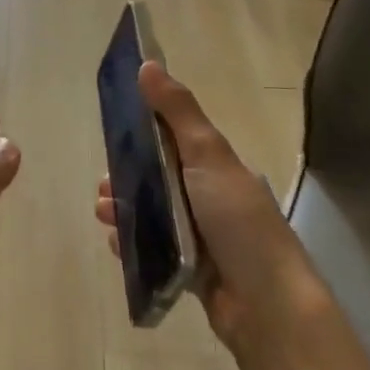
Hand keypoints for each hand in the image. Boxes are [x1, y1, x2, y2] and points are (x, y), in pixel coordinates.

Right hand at [95, 63, 329, 364]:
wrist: (266, 305)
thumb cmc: (237, 220)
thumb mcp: (207, 155)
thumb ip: (177, 111)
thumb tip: (148, 63)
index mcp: (216, 167)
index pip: (173, 139)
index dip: (142, 132)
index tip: (113, 131)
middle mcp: (209, 197)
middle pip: (158, 178)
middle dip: (126, 176)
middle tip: (102, 185)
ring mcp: (200, 236)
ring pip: (152, 213)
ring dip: (124, 208)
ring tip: (103, 213)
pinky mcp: (190, 269)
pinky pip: (153, 249)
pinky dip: (132, 244)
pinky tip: (116, 243)